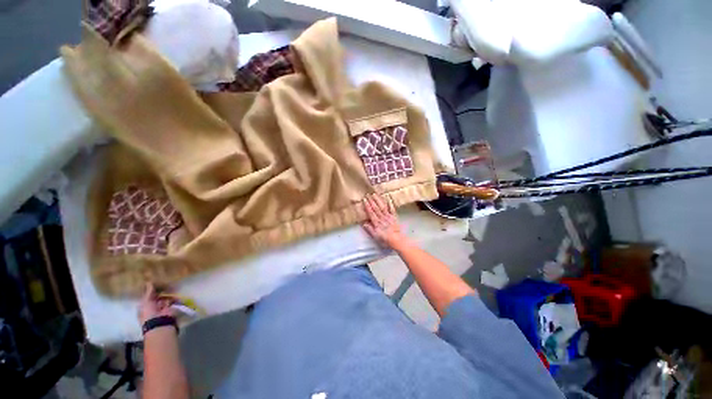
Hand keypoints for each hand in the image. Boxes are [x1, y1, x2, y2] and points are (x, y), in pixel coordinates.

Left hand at [139, 283, 175, 324]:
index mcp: (145, 306)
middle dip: (160, 290)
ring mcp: (162, 307)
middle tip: (163, 282)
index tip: (154, 282)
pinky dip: (174, 296)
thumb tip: (149, 282)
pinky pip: (173, 300)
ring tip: (170, 284)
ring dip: (167, 292)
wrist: (160, 322)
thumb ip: (148, 292)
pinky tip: (175, 290)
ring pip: (165, 297)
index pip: (148, 296)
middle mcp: (153, 306)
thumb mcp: (146, 301)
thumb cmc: (149, 313)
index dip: (150, 290)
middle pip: (157, 296)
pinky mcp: (171, 307)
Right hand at [362, 193, 406, 247]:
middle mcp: (382, 218)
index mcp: (376, 222)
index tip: (364, 199)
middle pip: (376, 208)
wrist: (397, 240)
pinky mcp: (394, 216)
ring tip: (375, 194)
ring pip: (382, 206)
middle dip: (371, 200)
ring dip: (378, 200)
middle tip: (368, 194)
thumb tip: (363, 223)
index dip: (367, 206)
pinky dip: (390, 203)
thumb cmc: (385, 239)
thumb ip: (369, 229)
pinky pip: (392, 208)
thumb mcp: (375, 236)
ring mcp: (388, 216)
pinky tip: (388, 197)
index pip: (371, 212)